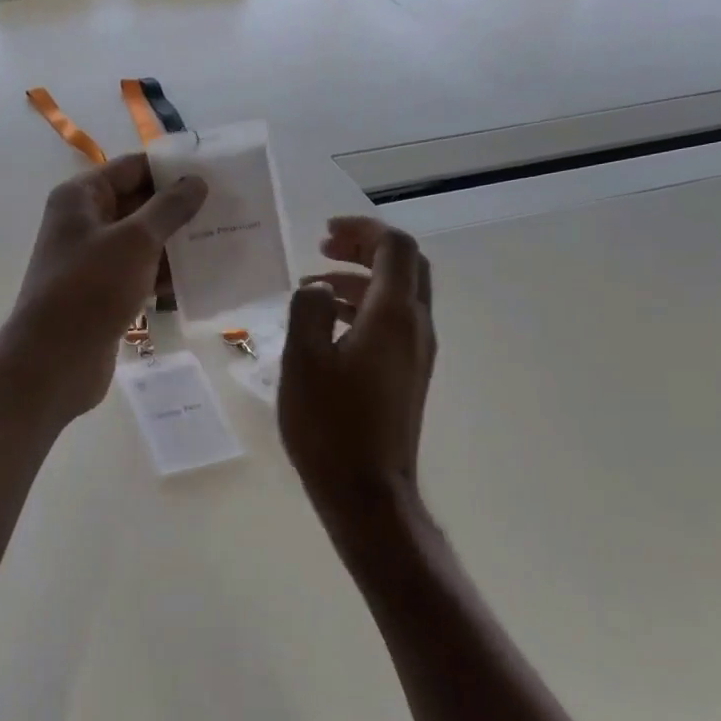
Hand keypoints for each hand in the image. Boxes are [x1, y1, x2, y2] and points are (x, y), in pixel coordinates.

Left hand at [2, 154, 207, 421]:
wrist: (55, 359)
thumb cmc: (91, 288)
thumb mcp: (135, 240)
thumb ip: (168, 208)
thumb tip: (196, 181)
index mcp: (80, 198)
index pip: (131, 169)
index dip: (170, 169)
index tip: (215, 173)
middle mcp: (83, 224)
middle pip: (137, 204)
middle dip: (179, 208)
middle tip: (229, 208)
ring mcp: (92, 261)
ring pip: (142, 242)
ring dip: (177, 243)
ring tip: (225, 240)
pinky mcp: (103, 294)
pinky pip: (140, 274)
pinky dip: (165, 275)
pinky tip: (203, 279)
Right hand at [278, 218, 437, 571]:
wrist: (366, 490)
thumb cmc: (330, 424)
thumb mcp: (303, 359)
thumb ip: (308, 309)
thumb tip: (317, 288)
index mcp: (394, 316)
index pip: (394, 248)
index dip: (362, 230)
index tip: (324, 234)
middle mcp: (416, 328)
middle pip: (406, 266)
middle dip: (366, 248)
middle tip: (324, 248)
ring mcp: (417, 353)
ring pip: (399, 295)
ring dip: (361, 279)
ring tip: (315, 284)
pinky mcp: (408, 375)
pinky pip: (393, 322)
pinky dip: (363, 307)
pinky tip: (328, 324)